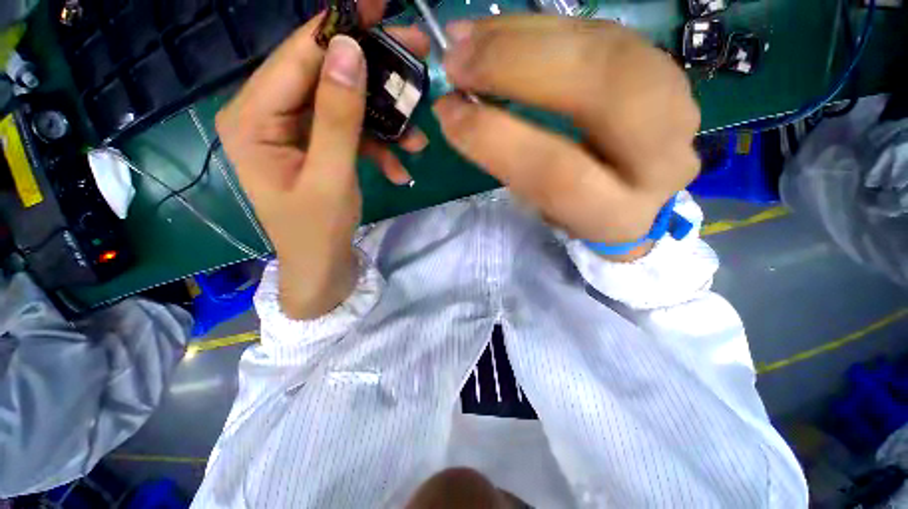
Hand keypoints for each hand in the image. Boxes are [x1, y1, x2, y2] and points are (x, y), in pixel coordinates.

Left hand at [217, 11, 428, 318]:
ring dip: (385, 122)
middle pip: (325, 74)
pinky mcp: (319, 146)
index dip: (339, 27)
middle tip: (417, 60)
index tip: (378, 3)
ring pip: (346, 105)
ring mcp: (297, 131)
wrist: (321, 266)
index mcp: (253, 118)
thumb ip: (338, 116)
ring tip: (417, 140)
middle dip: (374, 74)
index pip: (297, 56)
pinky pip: (352, 133)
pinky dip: (380, 147)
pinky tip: (401, 168)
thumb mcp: (331, 177)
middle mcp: (270, 115)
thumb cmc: (317, 231)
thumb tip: (348, 51)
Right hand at [434, 16, 700, 258]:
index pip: (557, 174)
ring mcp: (675, 106)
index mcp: (617, 214)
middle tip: (457, 60)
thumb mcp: (542, 207)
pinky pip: (603, 33)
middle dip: (519, 67)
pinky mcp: (664, 71)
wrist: (635, 195)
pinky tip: (502, 30)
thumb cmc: (577, 210)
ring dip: (527, 36)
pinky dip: (545, 28)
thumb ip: (509, 163)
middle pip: (601, 92)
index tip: (448, 112)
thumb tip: (459, 109)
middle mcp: (660, 161)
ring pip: (606, 49)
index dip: (497, 139)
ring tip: (469, 38)